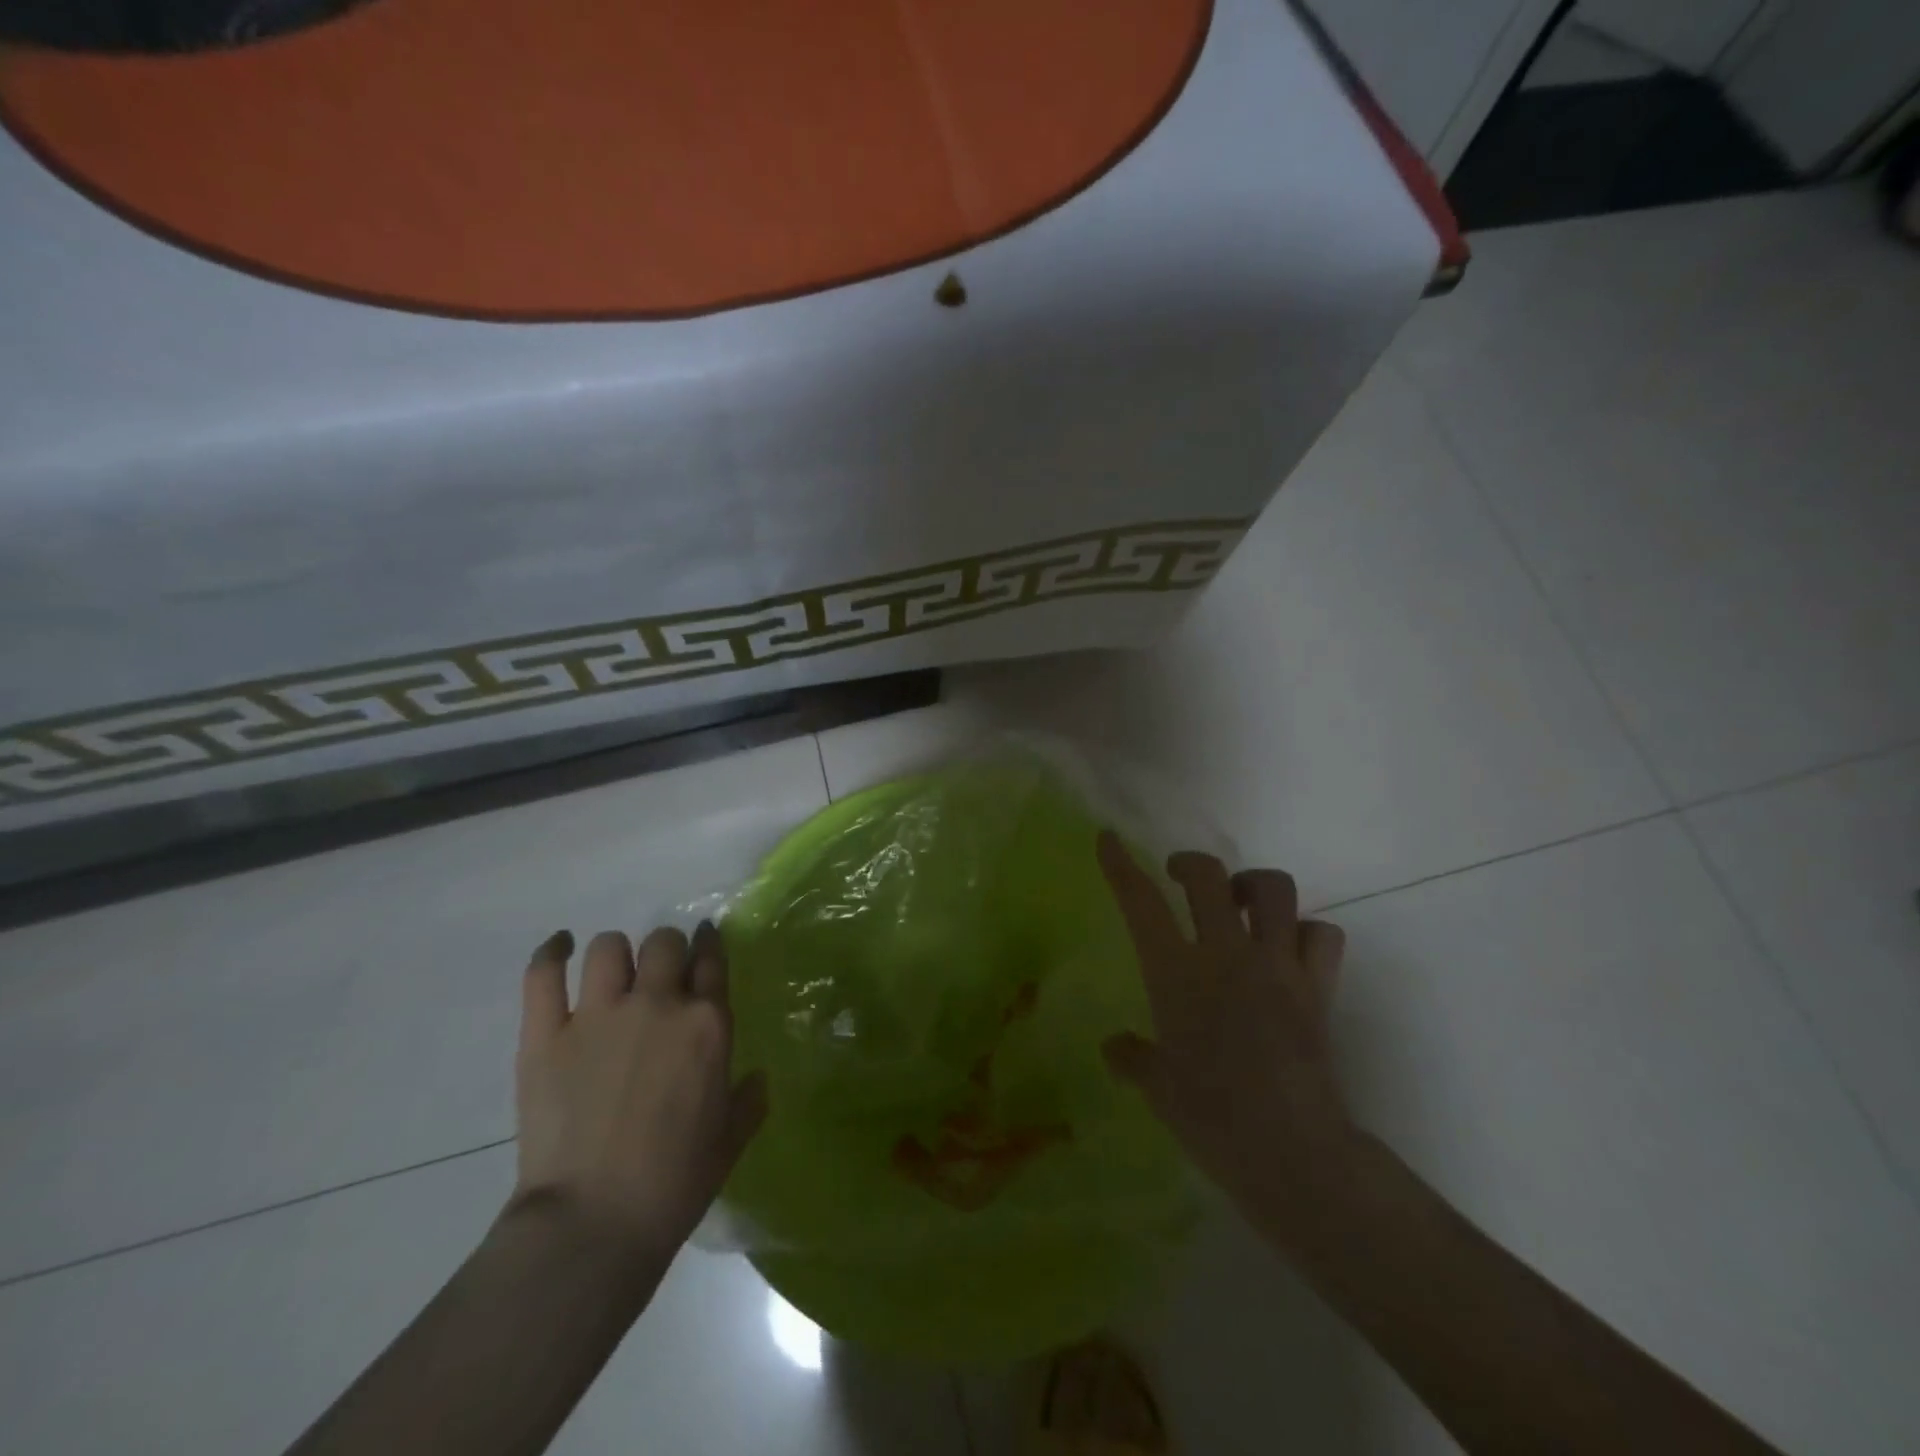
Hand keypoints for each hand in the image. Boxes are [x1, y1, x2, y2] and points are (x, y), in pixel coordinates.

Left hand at [510, 923, 766, 1263]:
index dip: (709, 944)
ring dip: (616, 955)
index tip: (705, 943)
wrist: (593, 1223)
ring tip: (613, 976)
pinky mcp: (546, 1034)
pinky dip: (551, 953)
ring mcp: (598, 1015)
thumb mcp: (729, 1142)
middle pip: (664, 942)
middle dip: (666, 951)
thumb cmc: (674, 1185)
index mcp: (707, 1024)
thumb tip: (757, 1079)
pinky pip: (544, 974)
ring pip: (609, 947)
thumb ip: (749, 1101)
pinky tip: (559, 947)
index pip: (712, 959)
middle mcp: (657, 1004)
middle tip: (660, 975)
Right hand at [1097, 833, 1353, 1222]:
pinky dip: (1307, 932)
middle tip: (1181, 877)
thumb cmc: (1210, 1119)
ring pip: (1274, 889)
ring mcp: (1277, 965)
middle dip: (1189, 864)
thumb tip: (1113, 1048)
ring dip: (1252, 885)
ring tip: (1240, 904)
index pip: (1140, 903)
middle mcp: (1225, 954)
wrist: (1292, 1152)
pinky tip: (1291, 949)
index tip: (1108, 839)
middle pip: (1208, 876)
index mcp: (1176, 973)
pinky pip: (1323, 934)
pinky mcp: (1319, 987)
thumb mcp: (1158, 1088)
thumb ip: (1133, 1058)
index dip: (1120, 865)